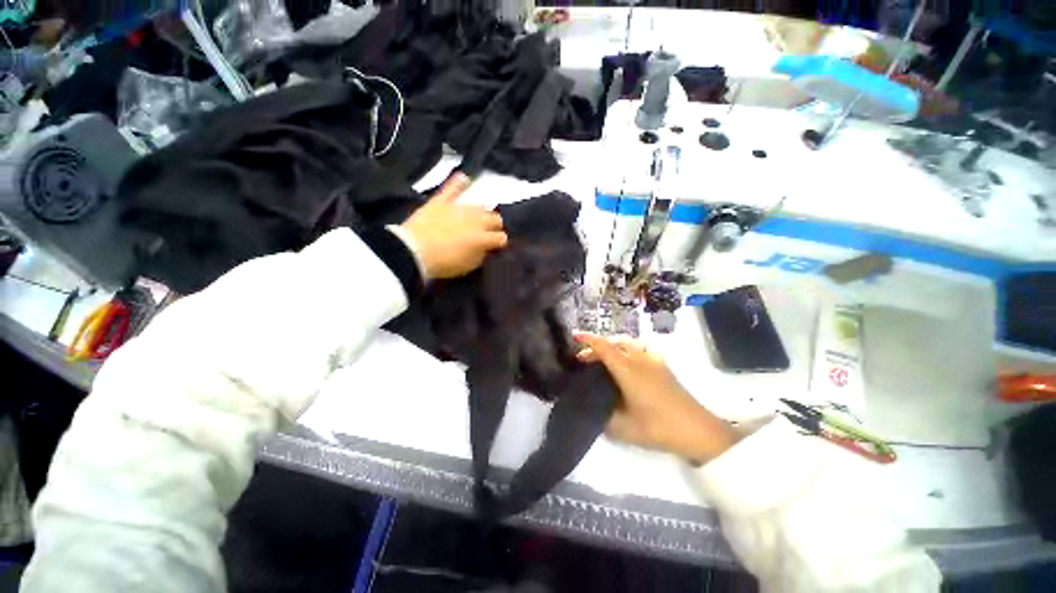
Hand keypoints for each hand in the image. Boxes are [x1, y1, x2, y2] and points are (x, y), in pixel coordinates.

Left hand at [400, 183, 507, 279]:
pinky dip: (458, 183)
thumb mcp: (468, 265)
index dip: (500, 242)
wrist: (413, 250)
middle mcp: (476, 219)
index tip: (497, 246)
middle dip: (495, 225)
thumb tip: (486, 247)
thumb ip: (481, 254)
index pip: (501, 237)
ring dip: (483, 211)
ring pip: (479, 205)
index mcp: (483, 237)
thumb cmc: (443, 263)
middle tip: (489, 232)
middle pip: (494, 218)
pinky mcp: (441, 201)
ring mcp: (459, 208)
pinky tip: (463, 178)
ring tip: (480, 216)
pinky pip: (452, 188)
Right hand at [574, 332, 738, 463]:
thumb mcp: (624, 429)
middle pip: (614, 343)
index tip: (574, 335)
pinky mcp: (663, 366)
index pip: (603, 347)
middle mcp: (639, 359)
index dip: (587, 339)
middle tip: (584, 359)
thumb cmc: (659, 427)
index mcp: (627, 370)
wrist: (698, 430)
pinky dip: (628, 351)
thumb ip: (603, 418)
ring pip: (627, 344)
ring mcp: (654, 361)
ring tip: (603, 360)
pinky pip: (640, 350)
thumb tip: (591, 411)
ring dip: (612, 347)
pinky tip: (628, 364)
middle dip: (596, 347)